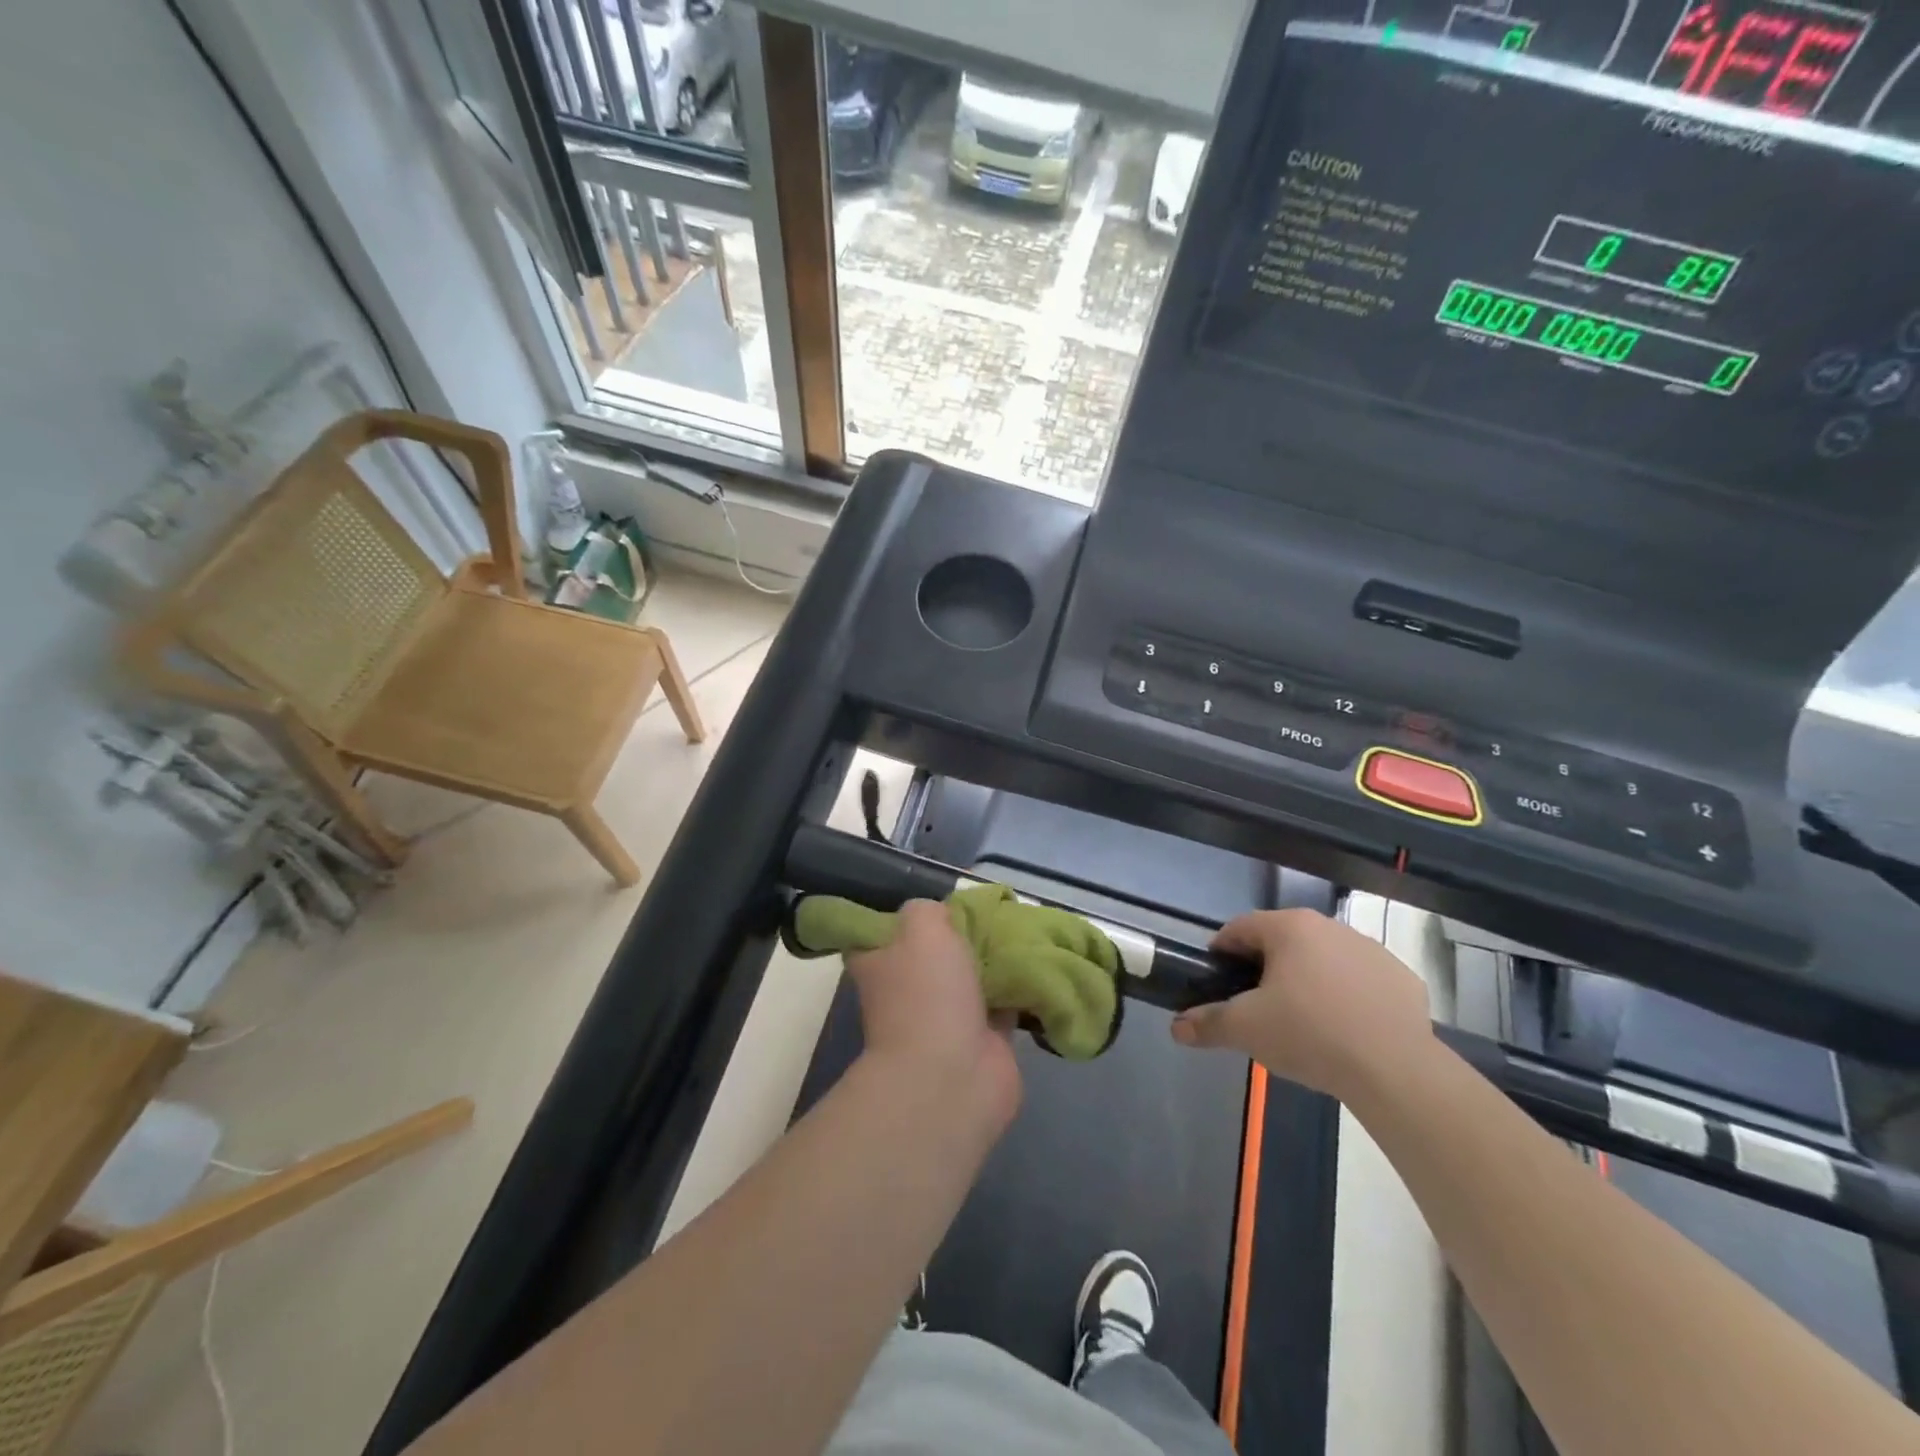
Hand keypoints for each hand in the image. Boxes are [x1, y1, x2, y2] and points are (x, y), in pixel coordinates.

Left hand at [845, 900, 1021, 1123]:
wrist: (951, 1076)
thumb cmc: (927, 993)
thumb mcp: (922, 927)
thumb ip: (929, 909)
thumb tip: (943, 914)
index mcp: (881, 962)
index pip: (885, 930)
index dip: (910, 916)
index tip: (942, 901)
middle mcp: (909, 988)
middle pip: (938, 950)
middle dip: (966, 933)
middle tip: (997, 911)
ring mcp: (946, 1016)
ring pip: (974, 975)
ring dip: (997, 960)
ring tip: (1027, 932)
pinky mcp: (984, 1039)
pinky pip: (1005, 1002)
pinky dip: (1021, 988)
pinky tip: (1041, 966)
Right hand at [1170, 909, 1433, 1103]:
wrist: (1396, 1071)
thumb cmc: (1310, 1034)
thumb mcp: (1246, 1029)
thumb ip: (1207, 1022)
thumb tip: (1177, 1027)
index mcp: (1289, 927)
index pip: (1239, 928)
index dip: (1221, 953)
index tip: (1216, 981)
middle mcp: (1330, 926)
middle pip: (1283, 941)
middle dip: (1265, 968)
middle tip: (1256, 1006)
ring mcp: (1372, 950)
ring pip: (1324, 958)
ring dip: (1308, 979)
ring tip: (1303, 1020)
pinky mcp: (1403, 979)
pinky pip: (1362, 981)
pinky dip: (1348, 996)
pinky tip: (1346, 1029)